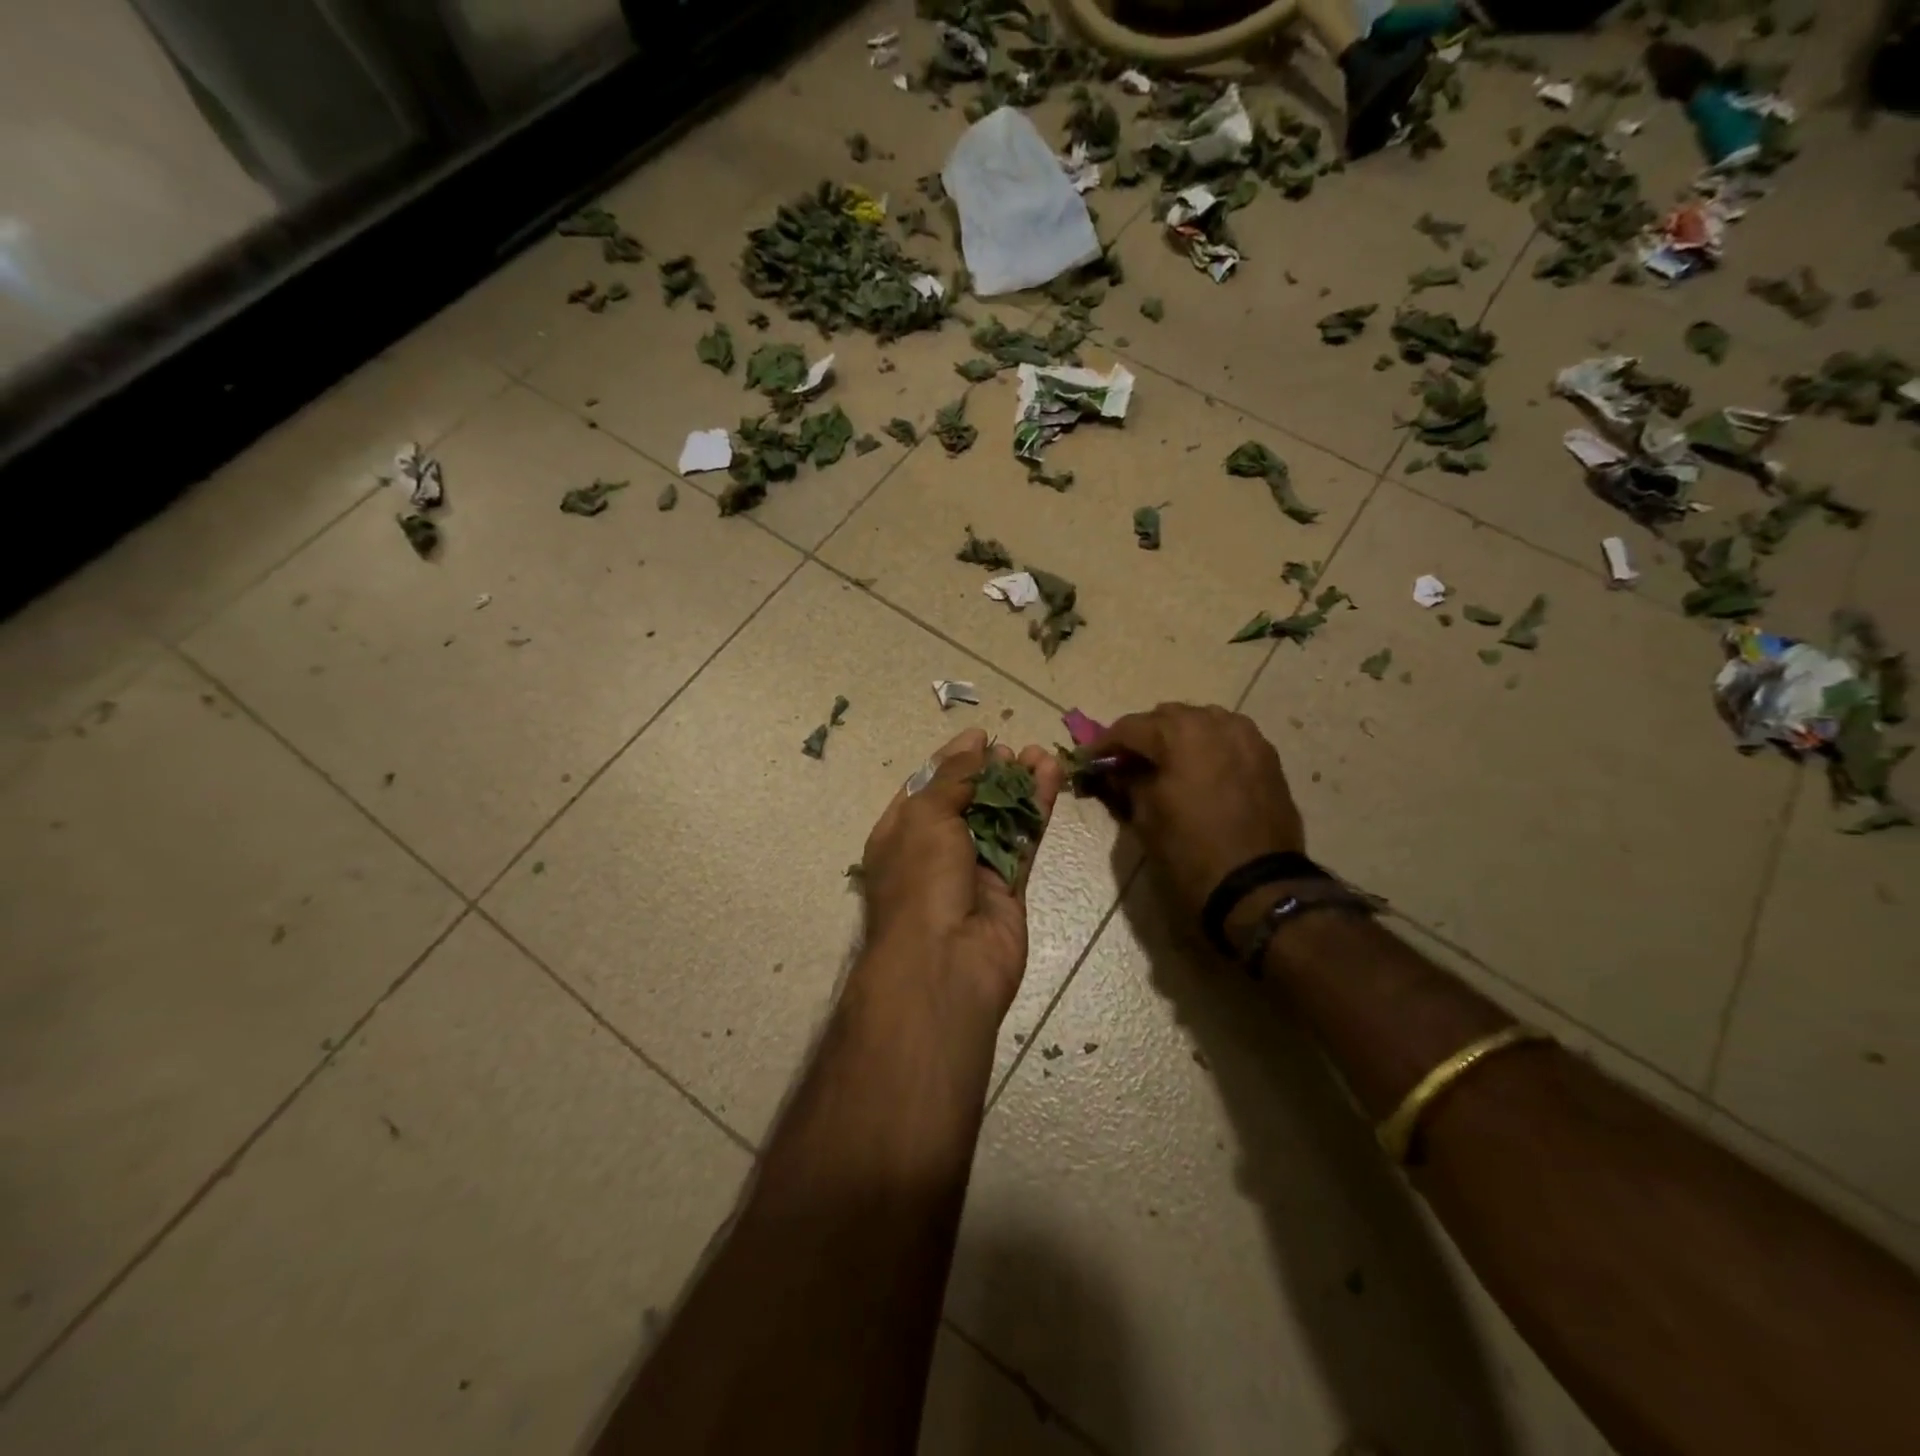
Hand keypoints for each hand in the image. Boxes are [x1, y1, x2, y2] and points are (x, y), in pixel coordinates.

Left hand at [859, 728, 1063, 1020]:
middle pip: (967, 802)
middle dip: (990, 773)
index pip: (927, 787)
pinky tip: (1051, 778)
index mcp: (900, 833)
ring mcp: (972, 871)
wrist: (944, 965)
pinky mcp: (1007, 888)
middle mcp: (934, 850)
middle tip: (1015, 751)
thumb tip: (974, 746)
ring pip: (1000, 820)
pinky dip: (1036, 811)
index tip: (981, 735)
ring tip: (1041, 755)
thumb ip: (953, 778)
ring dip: (1020, 787)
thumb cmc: (921, 880)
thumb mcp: (926, 816)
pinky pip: (1022, 841)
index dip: (953, 759)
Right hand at [1085, 703, 1303, 921]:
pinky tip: (1198, 769)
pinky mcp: (1266, 757)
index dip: (1104, 744)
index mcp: (1179, 733)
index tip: (1089, 759)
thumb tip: (1115, 771)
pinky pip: (1228, 737)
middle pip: (1166, 717)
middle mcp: (1215, 722)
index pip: (1129, 727)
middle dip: (1143, 736)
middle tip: (1126, 762)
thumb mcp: (1145, 818)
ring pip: (1201, 721)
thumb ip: (1127, 783)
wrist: (1257, 886)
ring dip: (1178, 736)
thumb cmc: (1190, 851)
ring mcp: (1246, 736)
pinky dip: (1207, 746)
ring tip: (1164, 764)